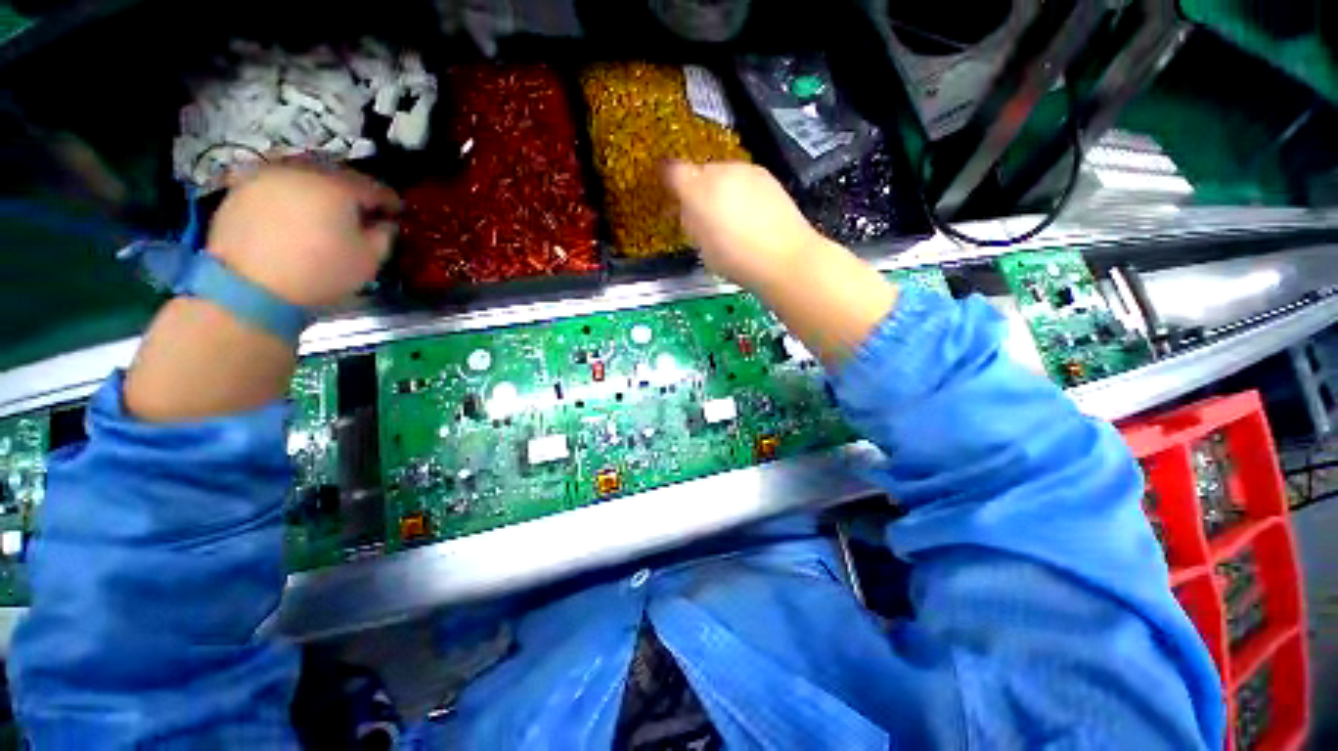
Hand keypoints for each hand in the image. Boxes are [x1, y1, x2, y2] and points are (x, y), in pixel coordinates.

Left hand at [207, 164, 400, 306]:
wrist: (248, 289)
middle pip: (336, 176)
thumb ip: (384, 237)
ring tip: (326, 214)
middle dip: (352, 193)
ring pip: (304, 177)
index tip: (398, 213)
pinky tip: (295, 218)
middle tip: (362, 212)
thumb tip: (384, 224)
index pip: (374, 187)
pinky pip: (277, 188)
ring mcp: (265, 177)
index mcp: (338, 186)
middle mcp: (301, 171)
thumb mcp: (369, 261)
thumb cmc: (320, 273)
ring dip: (319, 192)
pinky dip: (291, 199)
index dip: (390, 201)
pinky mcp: (239, 190)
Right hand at [662, 161, 823, 290]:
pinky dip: (740, 191)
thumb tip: (689, 211)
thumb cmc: (737, 260)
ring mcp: (746, 171)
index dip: (668, 181)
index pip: (672, 172)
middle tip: (702, 217)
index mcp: (698, 190)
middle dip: (696, 190)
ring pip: (723, 174)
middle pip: (699, 172)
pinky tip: (749, 215)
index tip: (671, 197)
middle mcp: (721, 172)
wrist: (785, 257)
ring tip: (729, 219)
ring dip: (719, 190)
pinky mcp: (767, 177)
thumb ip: (691, 223)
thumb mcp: (703, 248)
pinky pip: (743, 180)